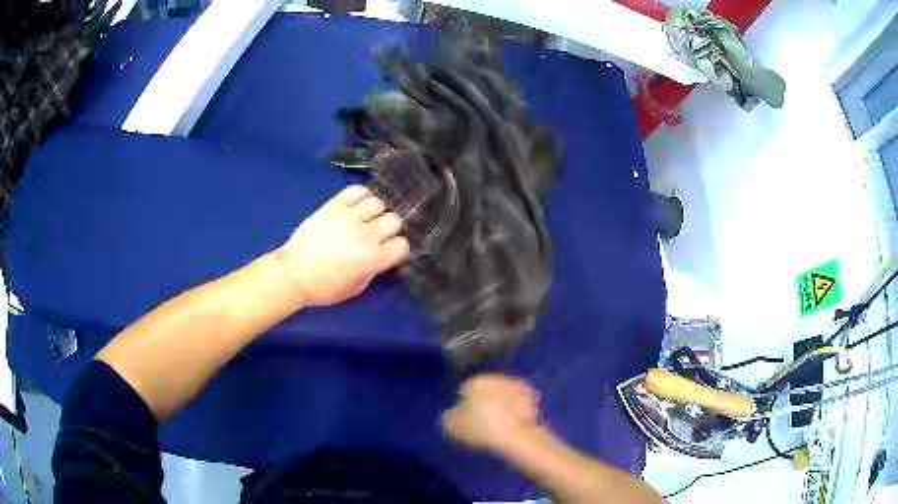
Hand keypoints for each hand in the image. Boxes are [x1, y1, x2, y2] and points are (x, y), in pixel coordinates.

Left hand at [277, 185, 409, 306]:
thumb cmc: (323, 288)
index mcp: (372, 259)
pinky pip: (357, 190)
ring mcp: (348, 217)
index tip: (388, 252)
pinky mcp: (333, 206)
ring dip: (375, 212)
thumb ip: (374, 270)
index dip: (397, 249)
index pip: (402, 245)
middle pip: (394, 220)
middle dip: (389, 229)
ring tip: (364, 220)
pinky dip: (361, 196)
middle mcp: (365, 235)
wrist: (293, 273)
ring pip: (378, 203)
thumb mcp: (355, 288)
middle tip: (377, 235)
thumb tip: (383, 257)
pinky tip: (356, 206)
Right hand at [442, 374, 540, 454]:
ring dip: (500, 407)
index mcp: (476, 381)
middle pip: (486, 391)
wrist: (516, 434)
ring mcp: (517, 387)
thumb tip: (451, 415)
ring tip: (496, 426)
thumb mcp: (452, 426)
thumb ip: (448, 418)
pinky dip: (514, 413)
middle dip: (484, 403)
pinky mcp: (532, 400)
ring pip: (503, 397)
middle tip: (480, 422)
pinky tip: (510, 427)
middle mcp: (497, 378)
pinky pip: (517, 406)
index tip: (464, 420)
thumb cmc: (480, 427)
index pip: (465, 390)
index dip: (463, 406)